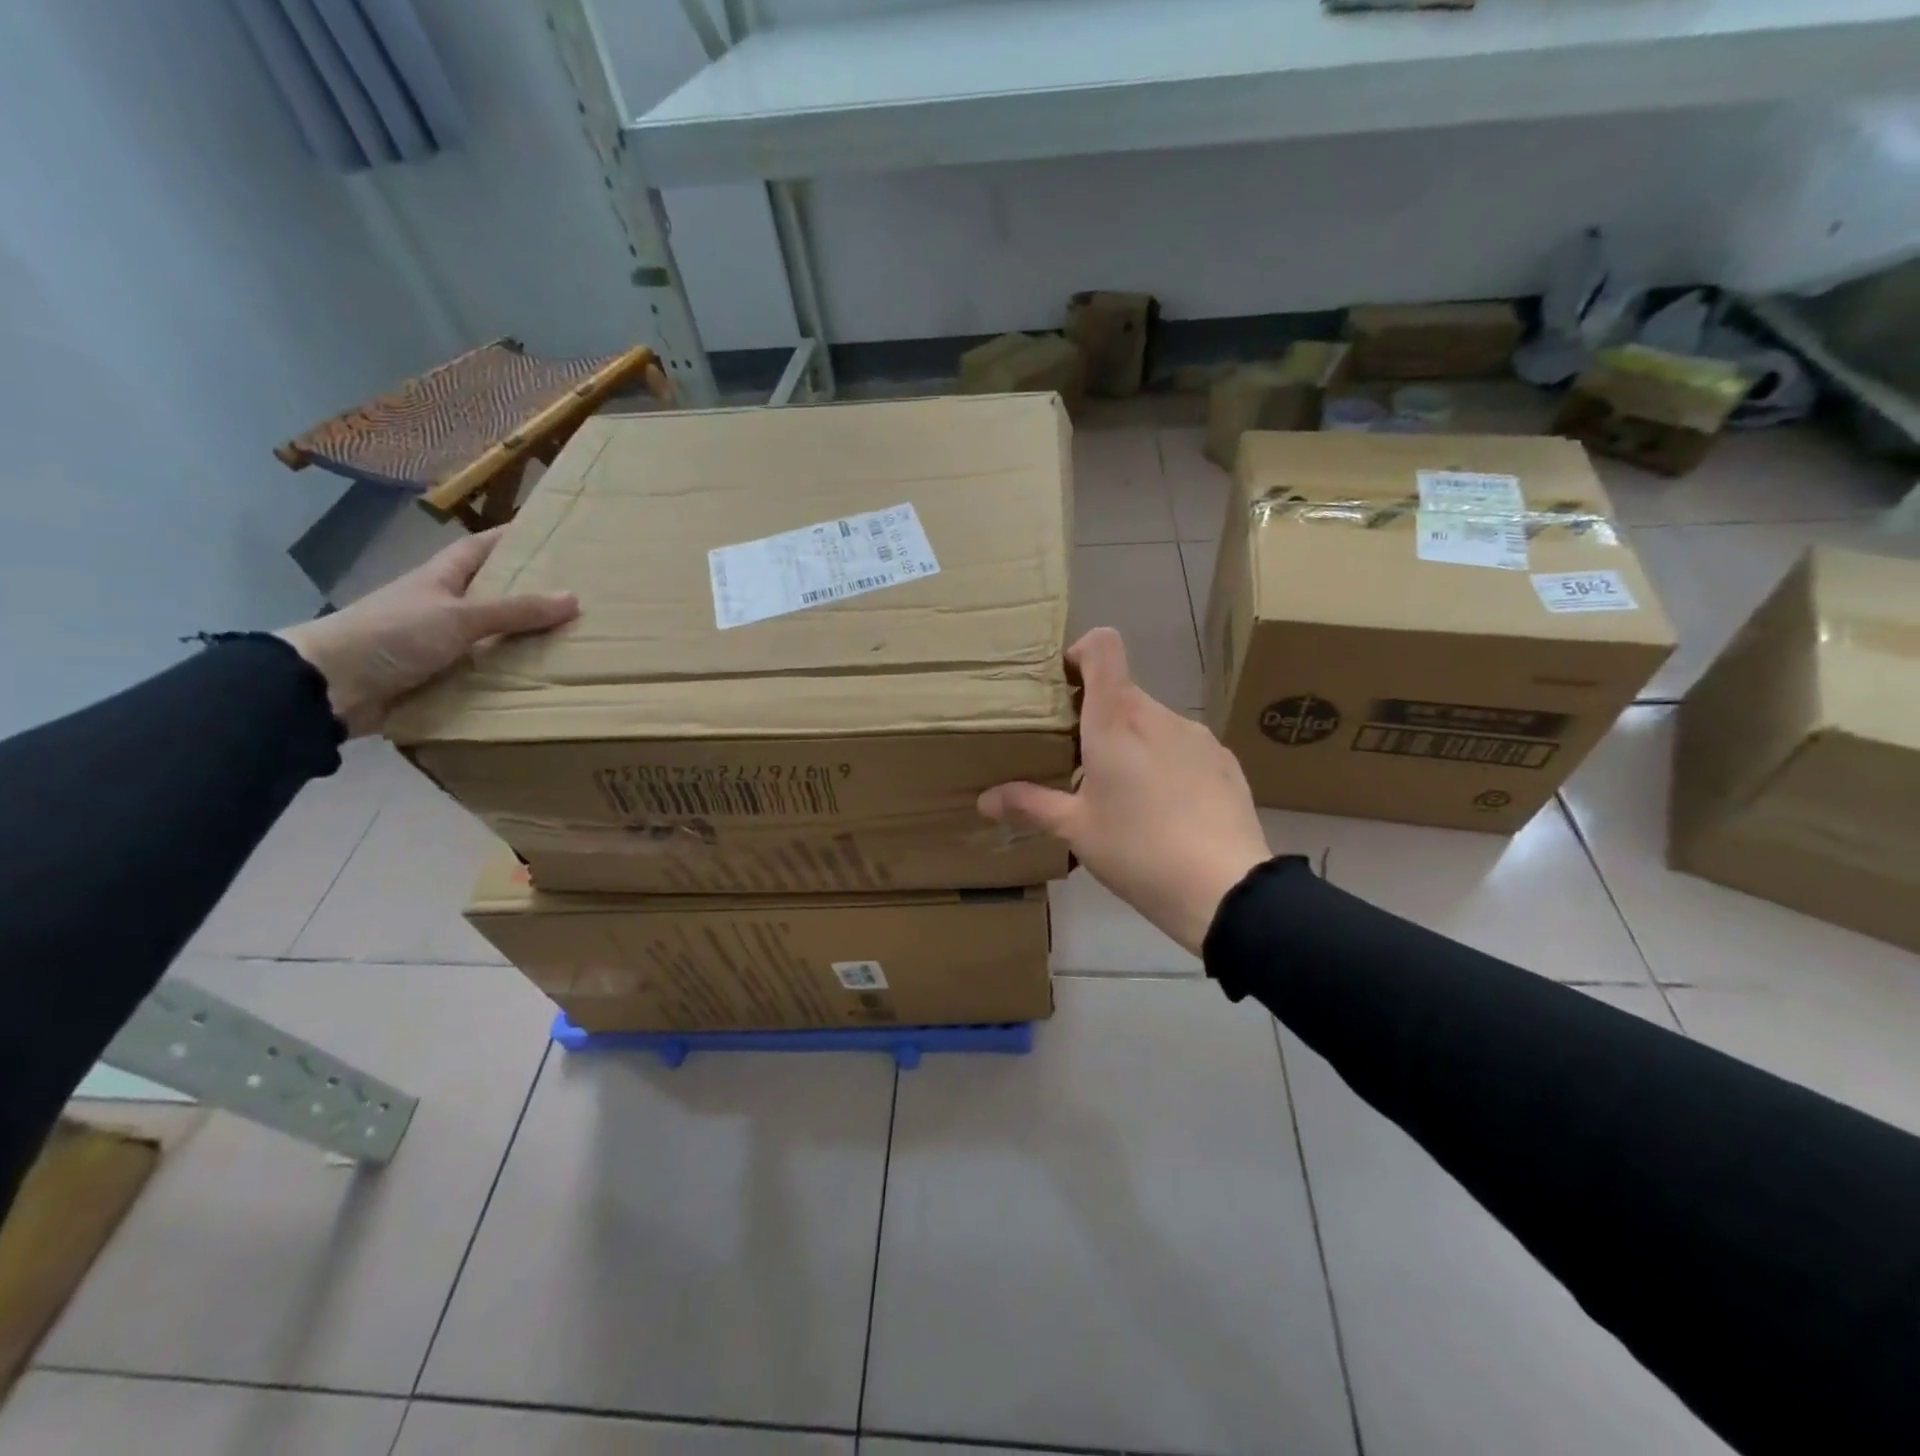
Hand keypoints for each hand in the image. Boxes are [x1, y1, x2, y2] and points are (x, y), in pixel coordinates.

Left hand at [276, 527, 577, 735]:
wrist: (328, 686)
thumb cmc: (391, 634)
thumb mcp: (459, 617)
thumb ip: (515, 611)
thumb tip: (573, 598)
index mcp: (439, 579)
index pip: (479, 548)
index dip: (508, 538)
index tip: (545, 533)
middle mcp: (439, 607)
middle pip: (489, 594)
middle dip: (525, 594)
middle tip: (574, 596)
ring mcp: (435, 644)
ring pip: (487, 637)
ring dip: (519, 641)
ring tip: (568, 643)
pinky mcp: (434, 678)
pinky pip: (480, 674)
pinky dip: (504, 677)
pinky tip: (535, 683)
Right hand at [979, 627, 1269, 954]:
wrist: (1225, 889)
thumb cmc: (1137, 851)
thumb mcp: (1076, 830)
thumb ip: (1029, 805)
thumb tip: (984, 800)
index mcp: (1116, 720)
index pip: (1103, 647)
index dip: (1081, 652)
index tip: (1064, 687)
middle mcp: (1158, 715)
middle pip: (1122, 692)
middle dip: (1097, 717)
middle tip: (1080, 763)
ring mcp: (1197, 736)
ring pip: (1153, 721)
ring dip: (1133, 742)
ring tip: (1126, 795)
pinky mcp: (1225, 760)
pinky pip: (1184, 746)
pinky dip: (1167, 762)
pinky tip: (1167, 810)